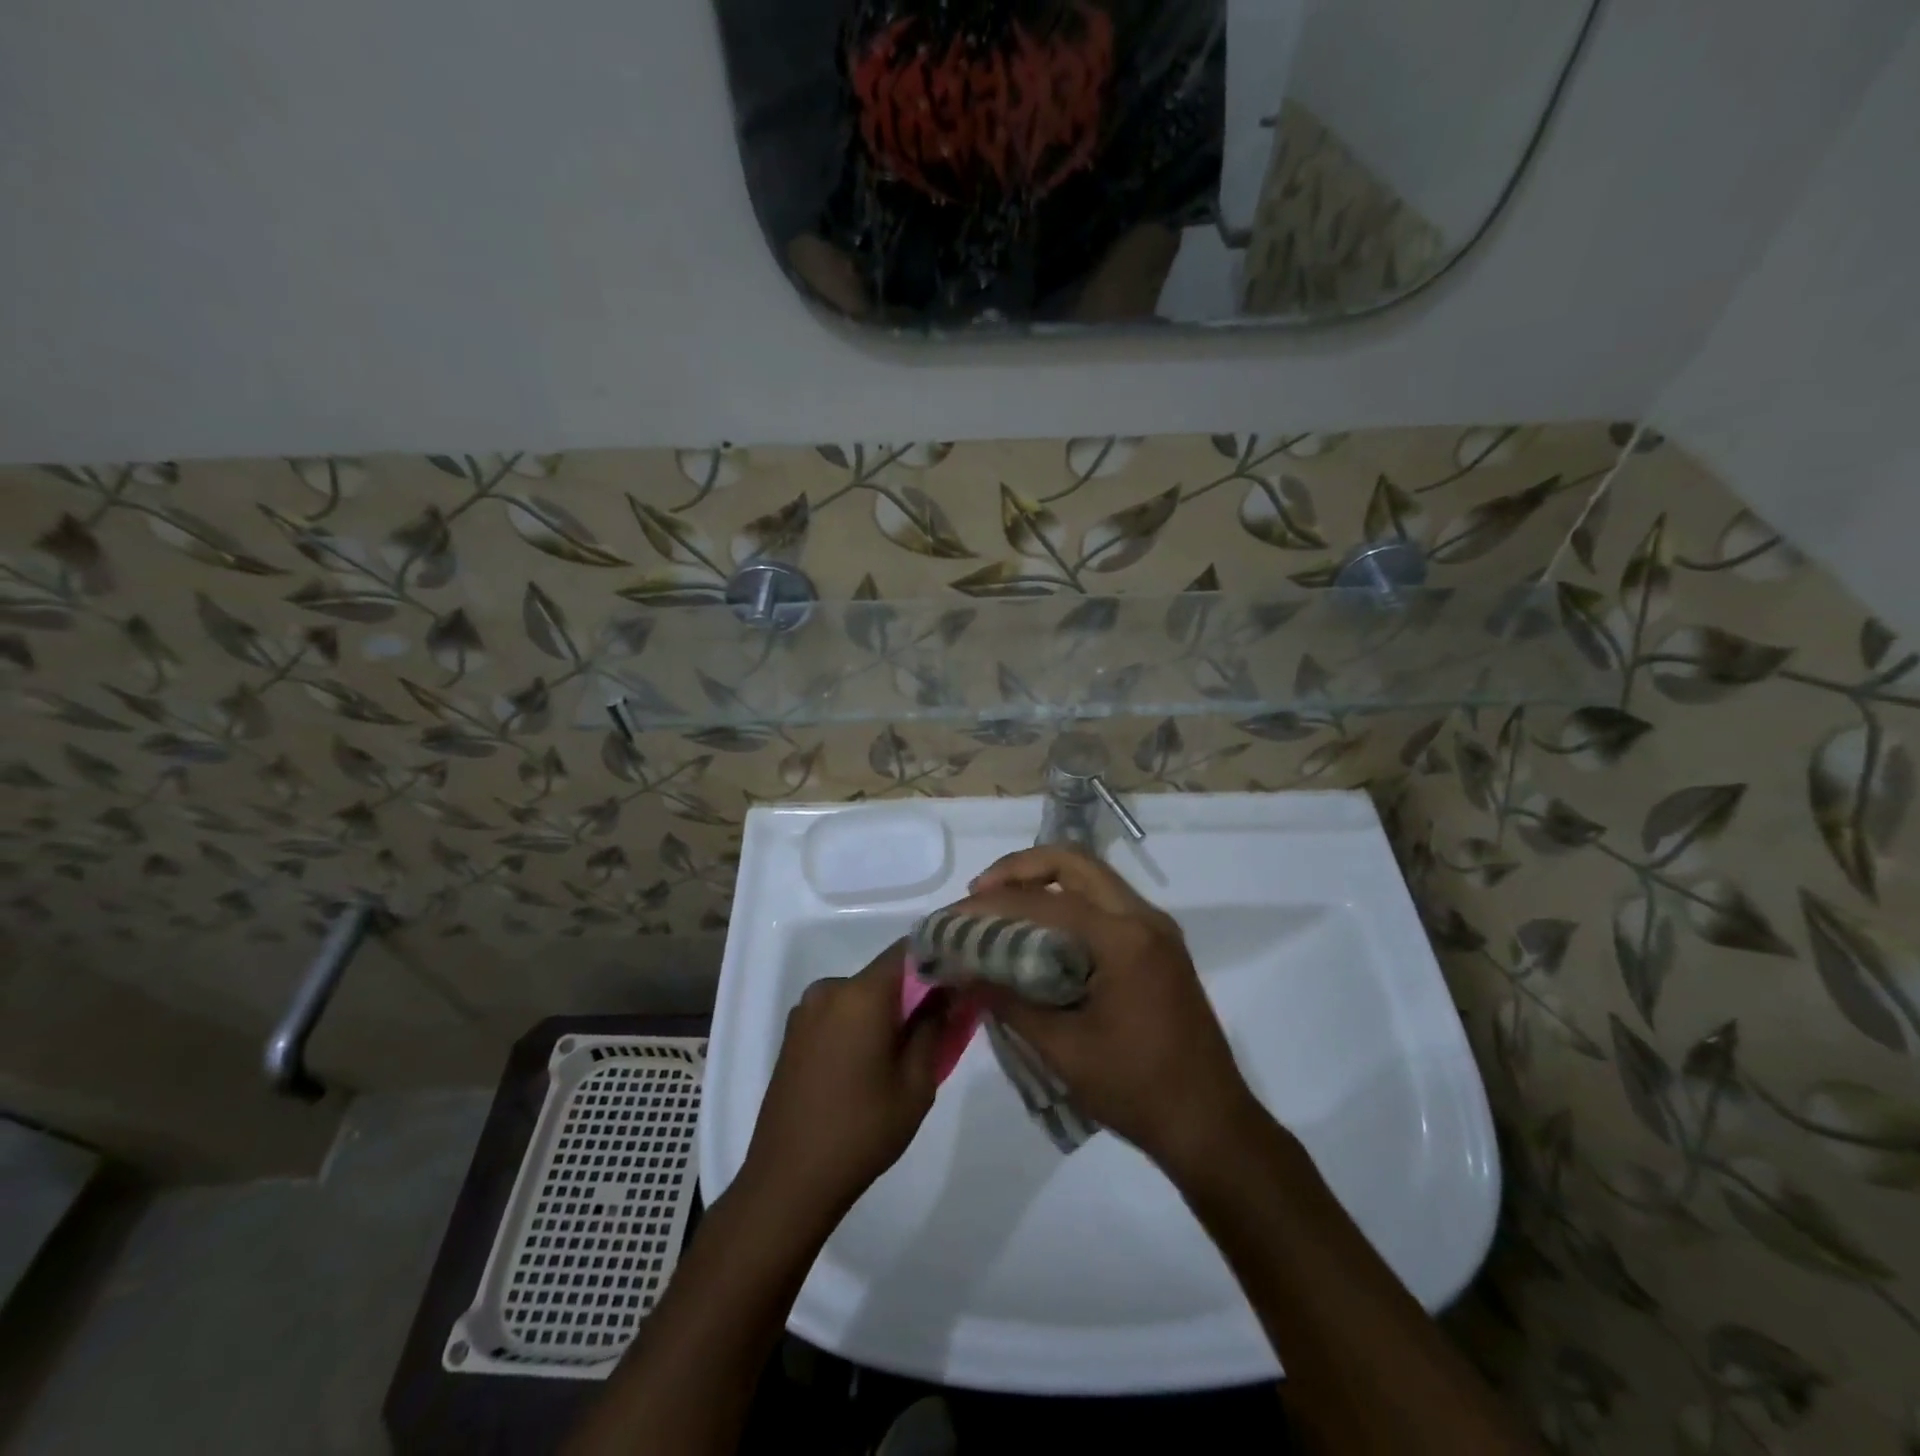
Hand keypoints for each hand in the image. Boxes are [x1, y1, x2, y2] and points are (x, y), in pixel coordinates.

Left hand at [739, 942, 940, 1226]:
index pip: (907, 950)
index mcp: (861, 994)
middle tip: (938, 1026)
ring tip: (902, 1053)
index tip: (959, 980)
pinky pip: (838, 1013)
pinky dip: (859, 1024)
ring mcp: (806, 1011)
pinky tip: (868, 1065)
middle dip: (912, 992)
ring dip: (884, 1012)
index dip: (937, 958)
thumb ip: (934, 1028)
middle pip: (883, 975)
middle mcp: (829, 990)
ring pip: (860, 996)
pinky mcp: (793, 1034)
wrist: (789, 1180)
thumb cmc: (862, 1130)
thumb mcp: (916, 1084)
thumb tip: (947, 994)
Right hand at [962, 847, 1259, 1174]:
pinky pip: (1106, 902)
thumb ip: (1010, 1003)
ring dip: (1044, 881)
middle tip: (980, 893)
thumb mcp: (1063, 1051)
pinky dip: (1068, 902)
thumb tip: (965, 973)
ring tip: (1002, 906)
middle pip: (1074, 863)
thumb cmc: (1137, 1089)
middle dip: (1020, 869)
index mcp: (1124, 939)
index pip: (1045, 903)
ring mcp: (1156, 929)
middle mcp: (1144, 918)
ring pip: (1092, 877)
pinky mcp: (1159, 945)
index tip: (955, 916)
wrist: (1210, 1123)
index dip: (993, 905)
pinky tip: (1041, 930)